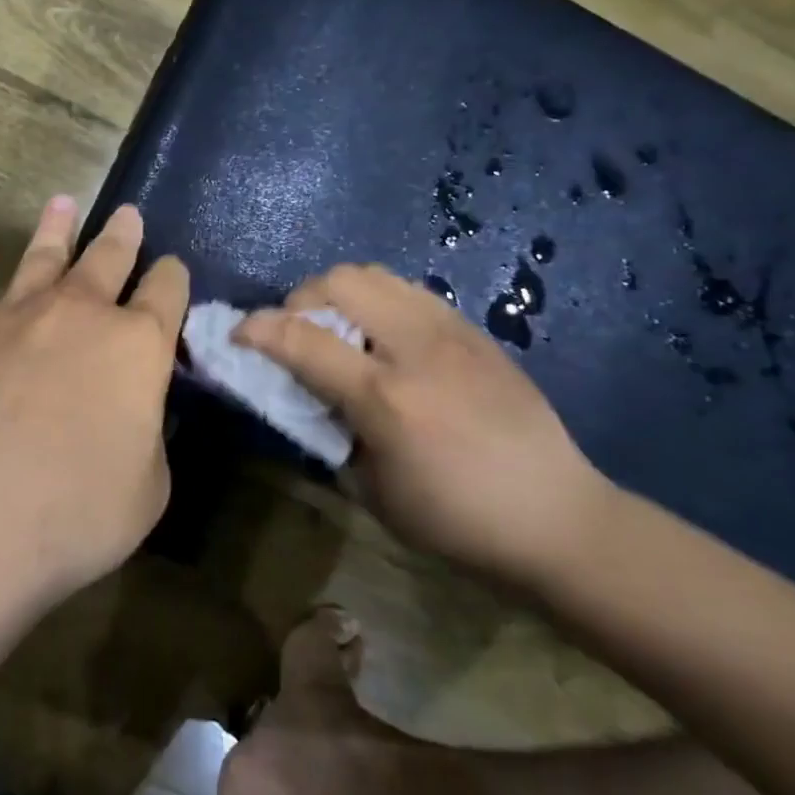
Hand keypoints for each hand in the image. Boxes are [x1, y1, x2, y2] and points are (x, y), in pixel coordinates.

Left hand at [0, 197, 188, 609]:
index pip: (167, 293)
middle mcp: (80, 314)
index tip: (173, 269)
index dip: (173, 277)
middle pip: (108, 259)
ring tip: (63, 202)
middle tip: (127, 212)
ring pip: (43, 256)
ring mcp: (16, 314)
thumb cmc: (75, 514)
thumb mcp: (148, 488)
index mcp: (138, 346)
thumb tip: (138, 414)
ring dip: (56, 228)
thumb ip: (149, 438)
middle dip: (123, 235)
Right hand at [235, 264, 612, 586]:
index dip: (257, 330)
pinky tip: (386, 338)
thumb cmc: (456, 520)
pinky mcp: (475, 330)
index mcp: (385, 397)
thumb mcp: (373, 492)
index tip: (238, 335)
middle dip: (301, 299)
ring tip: (341, 331)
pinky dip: (380, 301)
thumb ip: (332, 433)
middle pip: (340, 280)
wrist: (557, 516)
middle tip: (298, 333)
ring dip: (341, 293)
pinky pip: (410, 290)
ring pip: (376, 274)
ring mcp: (451, 331)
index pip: (301, 339)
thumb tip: (309, 396)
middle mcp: (416, 348)